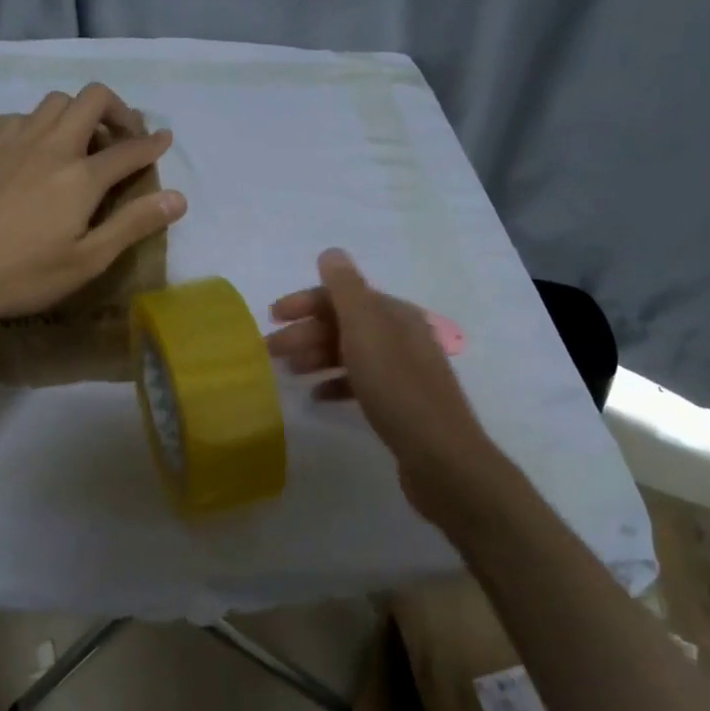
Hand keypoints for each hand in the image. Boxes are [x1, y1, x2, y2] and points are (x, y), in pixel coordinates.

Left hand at [0, 83, 185, 326]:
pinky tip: (35, 150)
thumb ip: (133, 223)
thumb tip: (178, 197)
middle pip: (92, 99)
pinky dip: (40, 123)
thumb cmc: (23, 275)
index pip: (129, 149)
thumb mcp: (87, 260)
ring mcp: (13, 142)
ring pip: (54, 101)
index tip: (164, 140)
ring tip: (82, 142)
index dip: (153, 144)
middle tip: (124, 137)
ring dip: (78, 113)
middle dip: (118, 110)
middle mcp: (51, 146)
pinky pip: (20, 116)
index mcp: (81, 176)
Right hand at [267, 249, 507, 523]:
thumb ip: (346, 291)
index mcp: (394, 314)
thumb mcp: (367, 332)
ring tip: (287, 373)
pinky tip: (316, 397)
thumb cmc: (397, 389)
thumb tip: (331, 253)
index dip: (305, 302)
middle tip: (269, 351)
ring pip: (349, 353)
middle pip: (344, 324)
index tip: (270, 318)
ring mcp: (402, 371)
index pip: (343, 295)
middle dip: (305, 332)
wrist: (441, 457)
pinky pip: (360, 383)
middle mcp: (400, 336)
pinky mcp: (399, 403)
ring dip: (316, 356)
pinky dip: (335, 384)